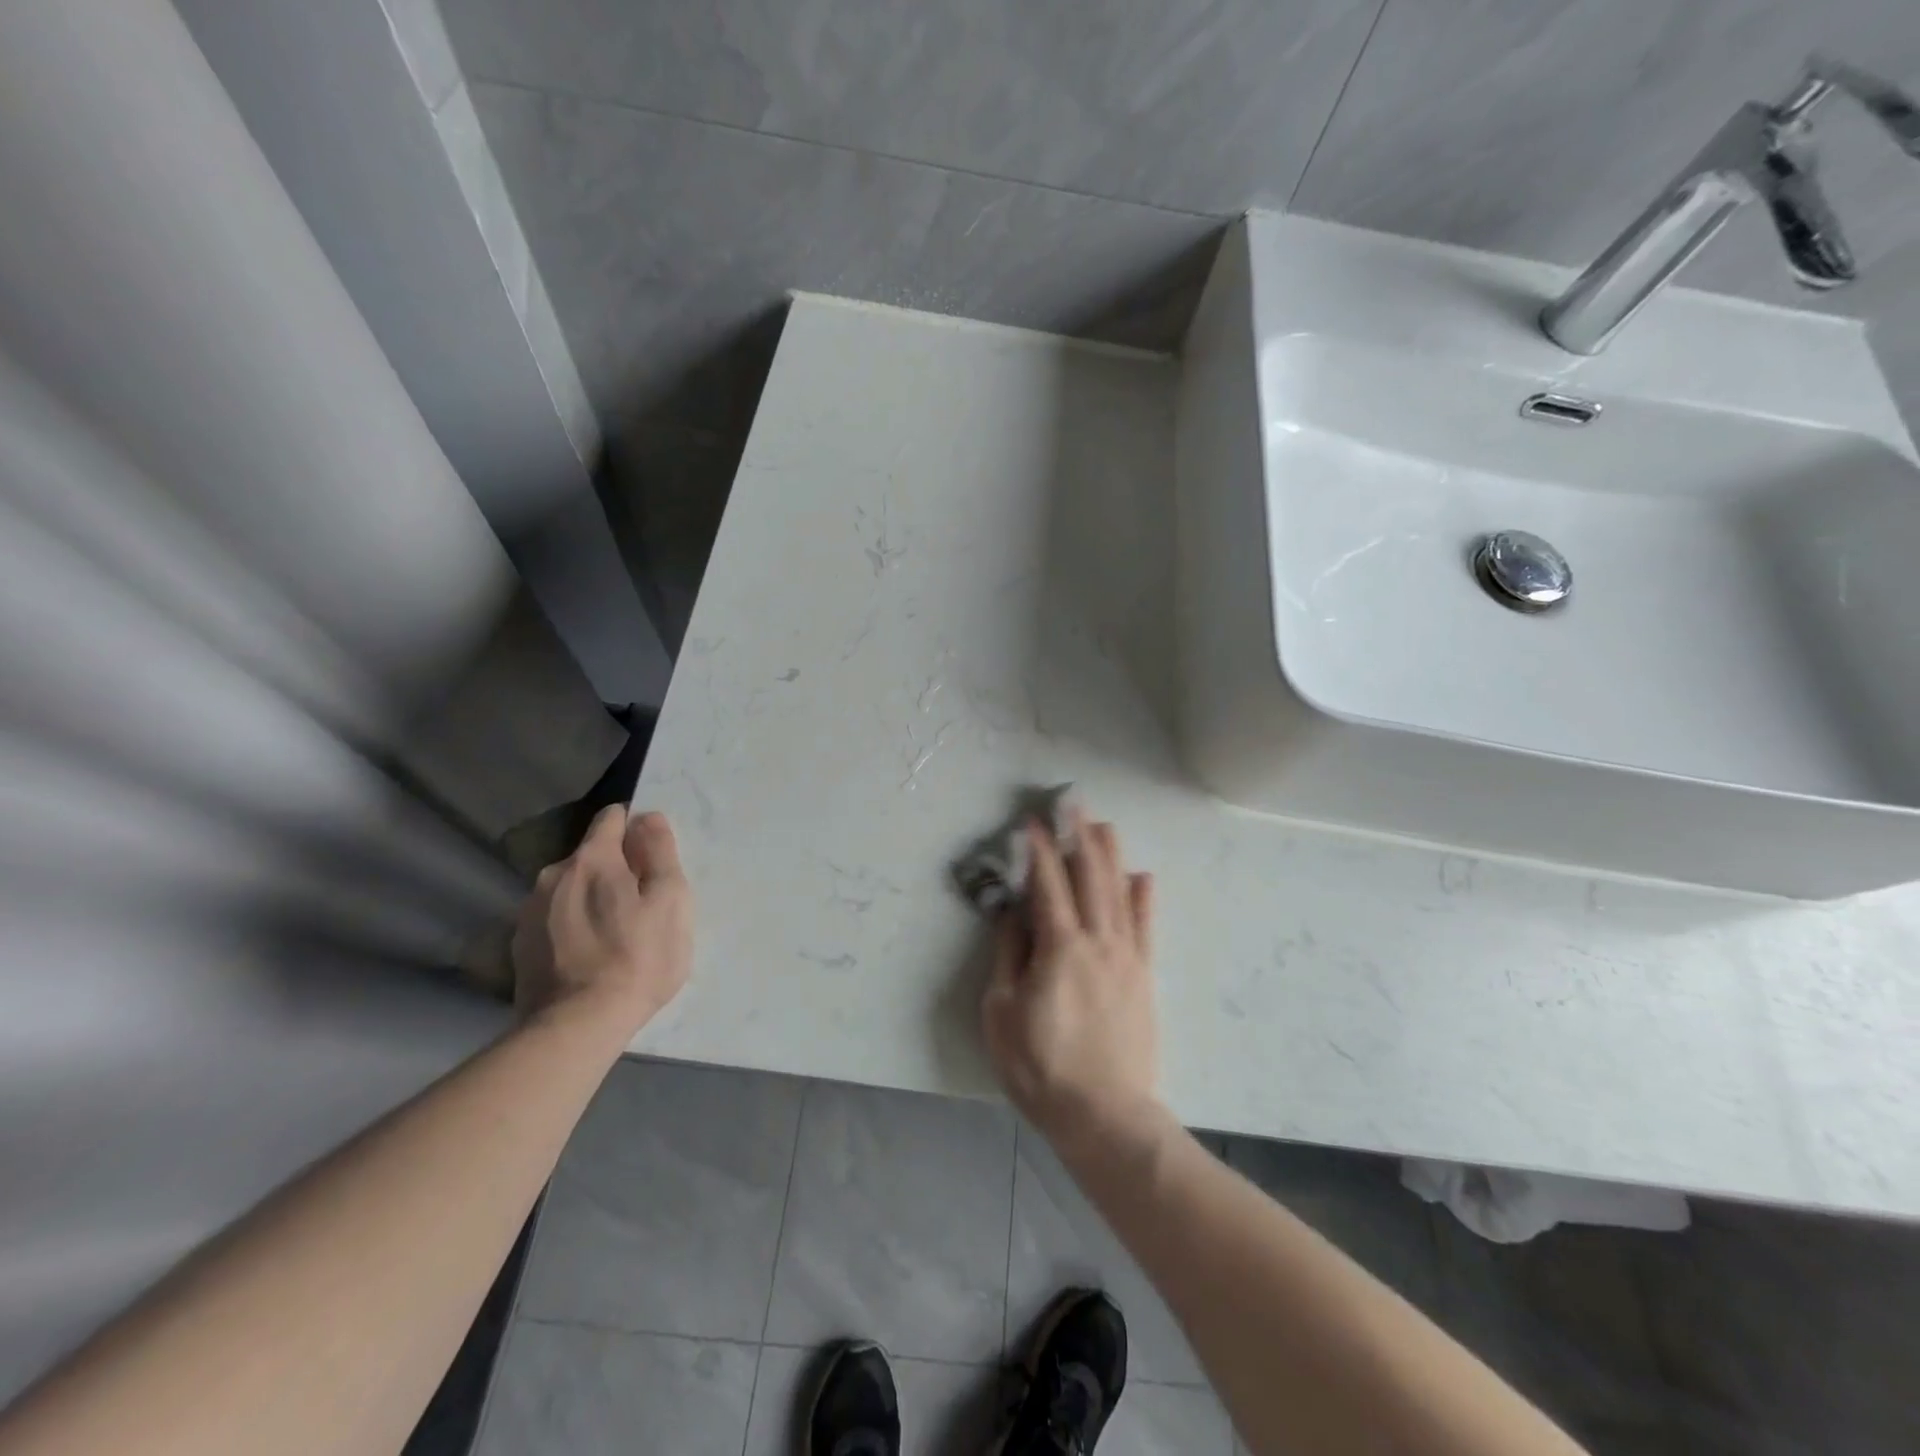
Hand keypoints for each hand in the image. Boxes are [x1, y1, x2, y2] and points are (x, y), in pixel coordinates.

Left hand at [511, 805, 691, 1042]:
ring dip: (591, 898)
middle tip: (641, 904)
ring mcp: (529, 911)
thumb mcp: (670, 900)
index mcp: (592, 859)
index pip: (612, 818)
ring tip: (613, 934)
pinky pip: (553, 919)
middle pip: (591, 856)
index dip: (636, 829)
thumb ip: (660, 851)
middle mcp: (553, 875)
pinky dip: (571, 926)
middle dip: (615, 869)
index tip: (653, 857)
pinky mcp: (519, 946)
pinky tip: (587, 955)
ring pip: (570, 888)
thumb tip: (647, 818)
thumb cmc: (638, 958)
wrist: (576, 1027)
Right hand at [981, 810, 1159, 1156]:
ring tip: (1102, 824)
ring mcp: (1126, 957)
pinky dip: (1143, 897)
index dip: (1038, 849)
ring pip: (1119, 892)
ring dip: (1109, 854)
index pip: (1047, 884)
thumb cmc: (1041, 1067)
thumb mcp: (1002, 1012)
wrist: (1104, 1115)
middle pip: (1089, 876)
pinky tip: (1141, 876)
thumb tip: (1014, 913)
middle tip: (1072, 803)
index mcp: (1059, 947)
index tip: (1031, 821)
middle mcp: (1097, 941)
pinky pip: (1145, 926)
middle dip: (1078, 835)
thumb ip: (1009, 956)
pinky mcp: (1144, 976)